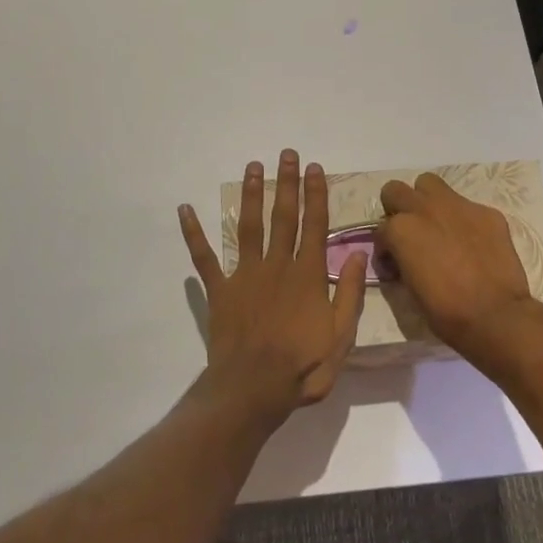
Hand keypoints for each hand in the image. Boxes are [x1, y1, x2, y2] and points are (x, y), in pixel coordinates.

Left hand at [179, 150, 366, 417]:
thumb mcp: (341, 336)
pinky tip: (185, 209)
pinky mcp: (220, 290)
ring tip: (253, 167)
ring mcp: (245, 275)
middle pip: (283, 216)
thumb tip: (357, 255)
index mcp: (307, 275)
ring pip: (248, 226)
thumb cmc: (302, 366)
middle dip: (286, 183)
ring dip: (251, 195)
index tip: (315, 168)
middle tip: (286, 154)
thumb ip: (348, 293)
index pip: (314, 225)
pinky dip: (193, 234)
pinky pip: (204, 258)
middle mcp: (277, 265)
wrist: (253, 389)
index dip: (316, 194)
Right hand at [377, 173, 542, 361]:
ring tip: (437, 226)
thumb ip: (401, 260)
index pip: (380, 228)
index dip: (385, 247)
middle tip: (409, 232)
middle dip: (397, 208)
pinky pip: (467, 206)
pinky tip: (472, 243)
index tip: (394, 263)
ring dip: (427, 201)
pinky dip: (463, 220)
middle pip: (396, 190)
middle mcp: (425, 209)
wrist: (495, 315)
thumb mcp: (409, 288)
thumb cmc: (445, 311)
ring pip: (430, 184)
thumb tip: (400, 257)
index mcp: (401, 229)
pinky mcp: (486, 211)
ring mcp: (458, 206)